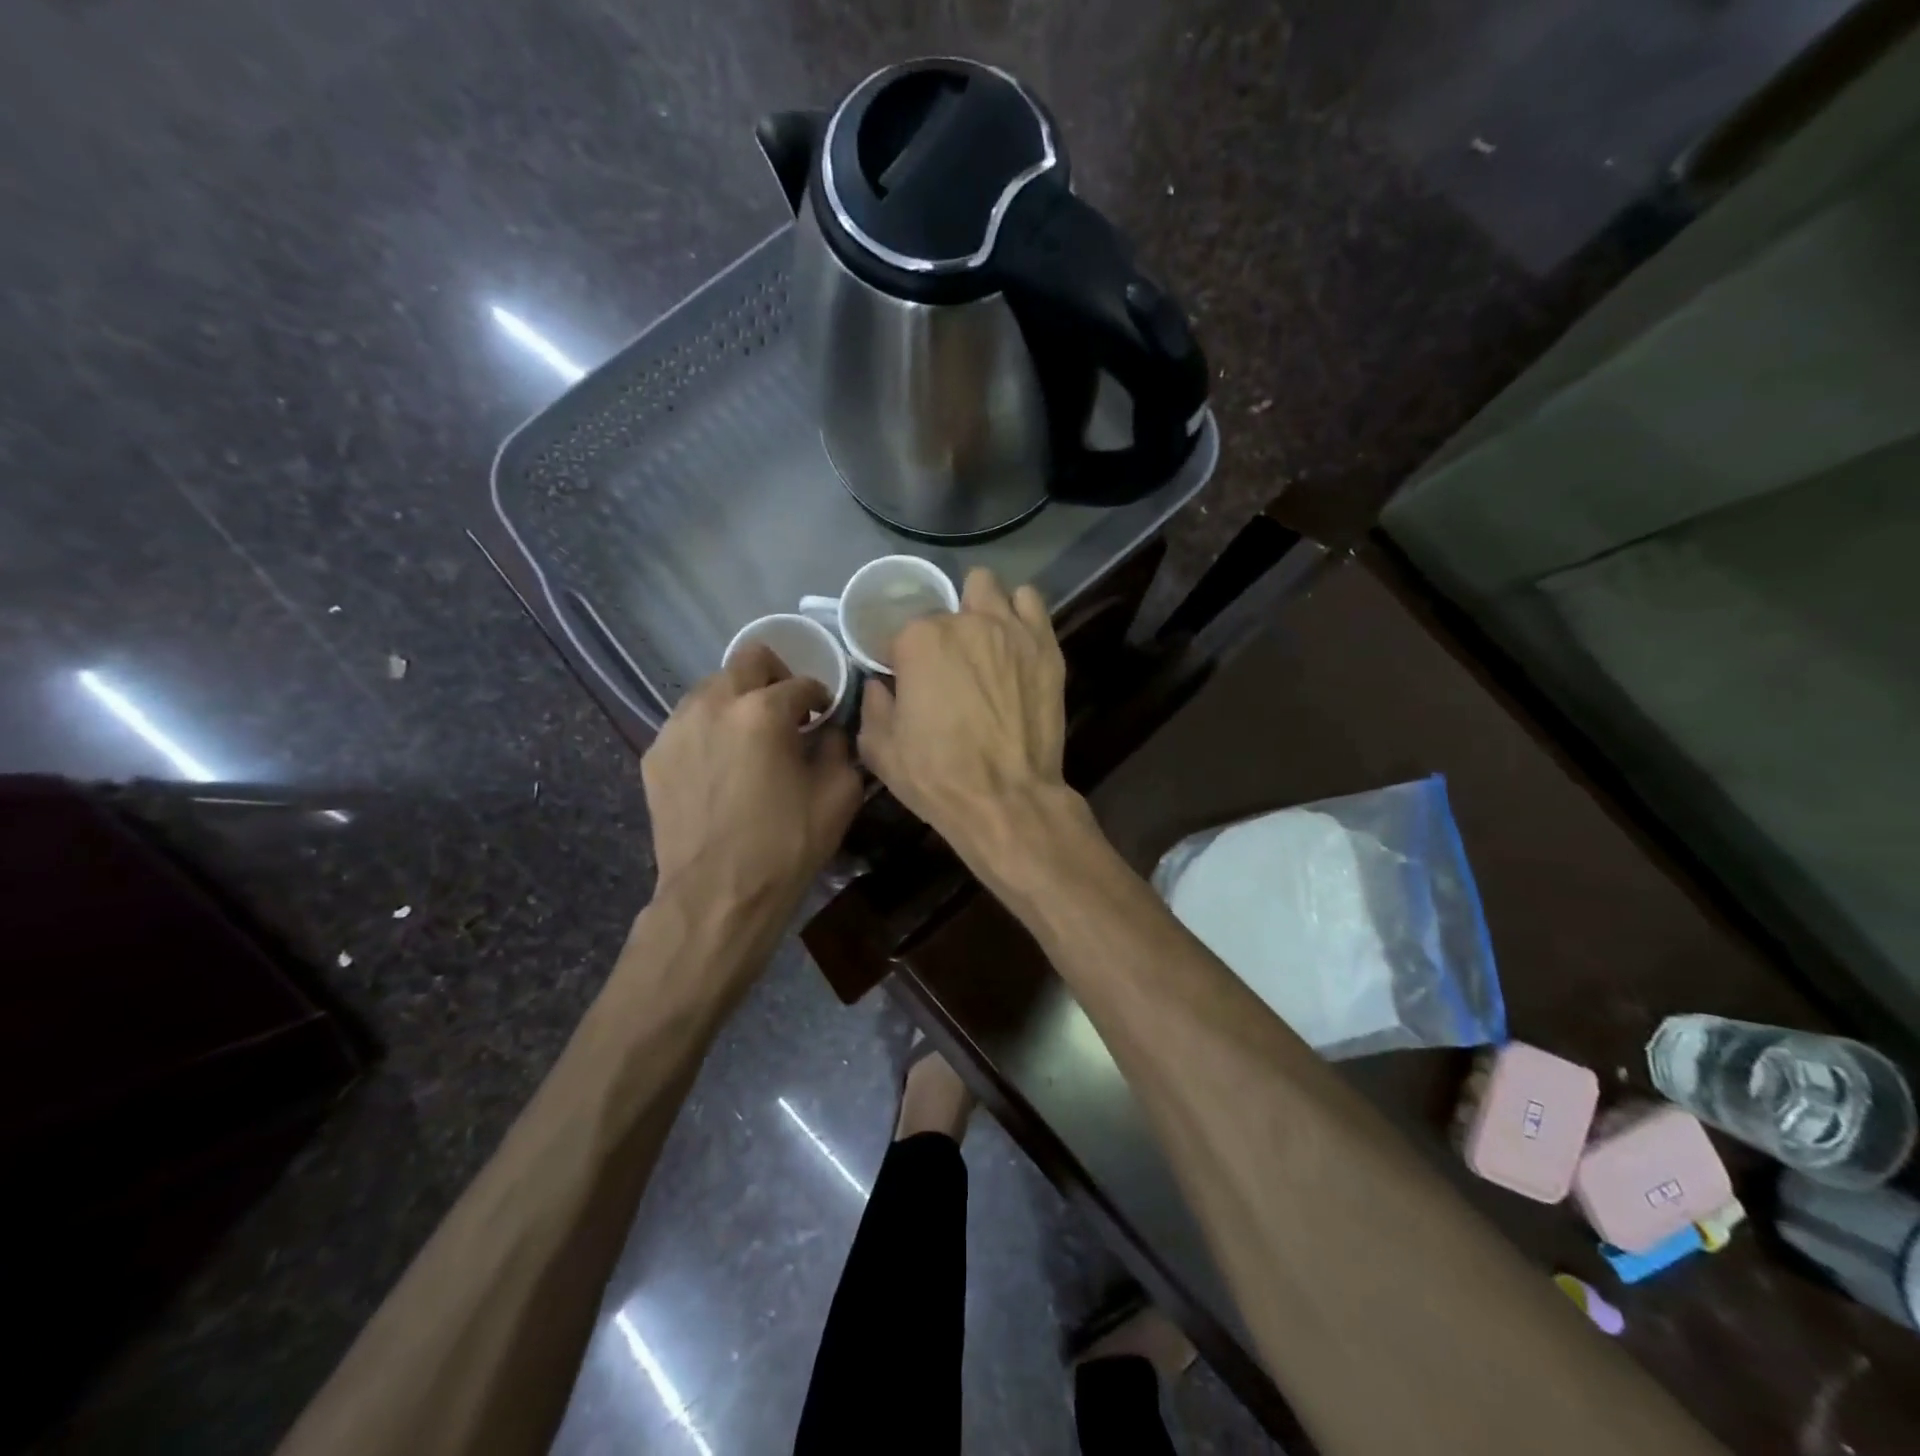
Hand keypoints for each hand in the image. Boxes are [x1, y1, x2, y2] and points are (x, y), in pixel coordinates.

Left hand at [642, 645, 862, 912]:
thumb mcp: (838, 795)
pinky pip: (688, 723)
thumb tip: (830, 730)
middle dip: (775, 677)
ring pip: (712, 688)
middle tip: (787, 711)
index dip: (820, 696)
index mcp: (763, 710)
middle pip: (748, 661)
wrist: (718, 895)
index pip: (801, 682)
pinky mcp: (655, 755)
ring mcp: (677, 727)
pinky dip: (710, 730)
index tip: (824, 714)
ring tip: (751, 738)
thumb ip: (840, 747)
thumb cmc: (786, 845)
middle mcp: (714, 704)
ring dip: (739, 700)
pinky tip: (722, 766)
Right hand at [858, 569, 1073, 863]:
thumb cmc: (937, 776)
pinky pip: (1031, 603)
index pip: (901, 632)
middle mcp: (965, 622)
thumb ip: (873, 707)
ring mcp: (1010, 630)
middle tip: (947, 665)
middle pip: (946, 608)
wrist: (1006, 799)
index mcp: (920, 641)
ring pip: (988, 587)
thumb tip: (879, 686)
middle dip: (942, 632)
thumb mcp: (881, 750)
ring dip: (979, 606)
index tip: (907, 683)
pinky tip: (1013, 638)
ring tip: (982, 639)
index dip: (902, 660)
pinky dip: (1018, 612)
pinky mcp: (1045, 646)